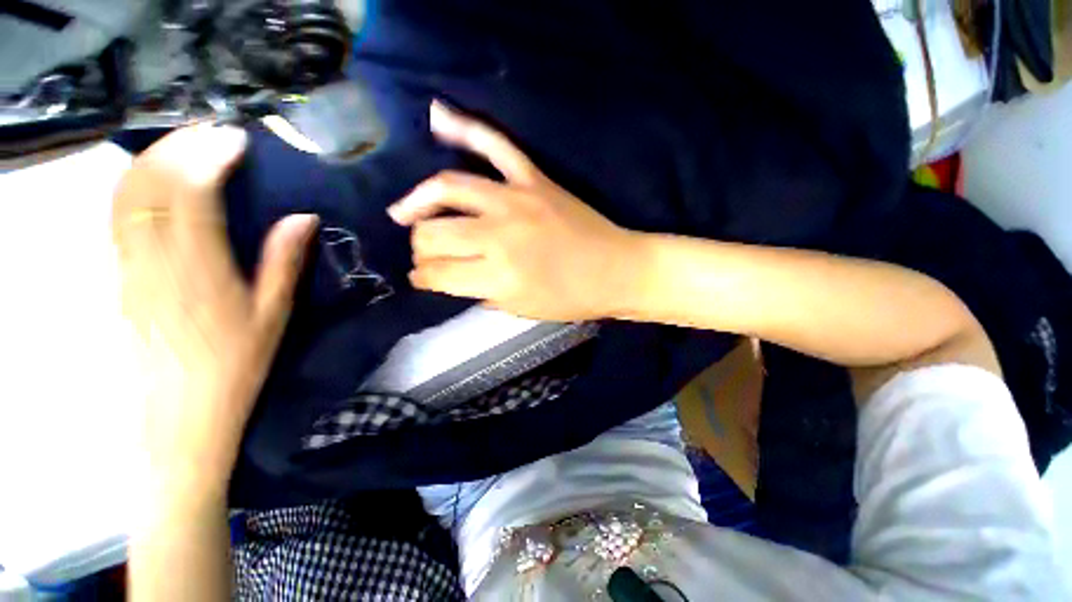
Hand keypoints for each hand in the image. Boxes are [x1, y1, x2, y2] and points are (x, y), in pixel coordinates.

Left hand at [113, 124, 317, 494]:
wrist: (180, 414)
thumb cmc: (237, 365)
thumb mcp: (274, 315)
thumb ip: (284, 262)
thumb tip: (303, 217)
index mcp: (201, 271)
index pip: (194, 195)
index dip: (211, 158)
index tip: (236, 139)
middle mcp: (154, 261)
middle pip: (150, 185)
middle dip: (179, 147)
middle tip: (210, 131)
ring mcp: (127, 267)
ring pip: (125, 196)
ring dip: (152, 160)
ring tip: (183, 144)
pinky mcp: (116, 276)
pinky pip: (116, 218)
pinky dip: (133, 186)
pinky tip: (153, 178)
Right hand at [388, 102, 638, 321]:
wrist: (616, 270)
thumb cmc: (572, 299)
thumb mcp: (521, 309)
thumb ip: (481, 293)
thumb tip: (452, 279)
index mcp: (498, 277)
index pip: (439, 273)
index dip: (424, 278)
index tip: (421, 279)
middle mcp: (499, 235)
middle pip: (436, 233)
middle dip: (420, 248)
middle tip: (423, 254)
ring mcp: (516, 200)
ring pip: (448, 188)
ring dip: (419, 202)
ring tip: (404, 213)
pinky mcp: (534, 179)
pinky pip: (494, 144)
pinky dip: (464, 127)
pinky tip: (437, 118)